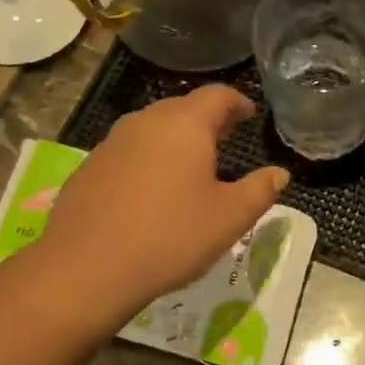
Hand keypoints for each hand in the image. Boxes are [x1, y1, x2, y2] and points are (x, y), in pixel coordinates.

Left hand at [34, 86, 288, 323]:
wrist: (86, 269)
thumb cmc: (170, 236)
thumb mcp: (230, 218)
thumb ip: (260, 190)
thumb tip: (278, 174)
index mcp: (185, 125)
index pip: (217, 95)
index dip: (238, 102)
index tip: (249, 115)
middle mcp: (146, 122)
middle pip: (182, 108)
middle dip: (207, 120)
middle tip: (225, 139)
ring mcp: (112, 143)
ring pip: (152, 129)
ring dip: (175, 140)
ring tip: (191, 165)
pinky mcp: (89, 167)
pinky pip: (129, 152)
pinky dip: (148, 160)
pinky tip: (152, 192)